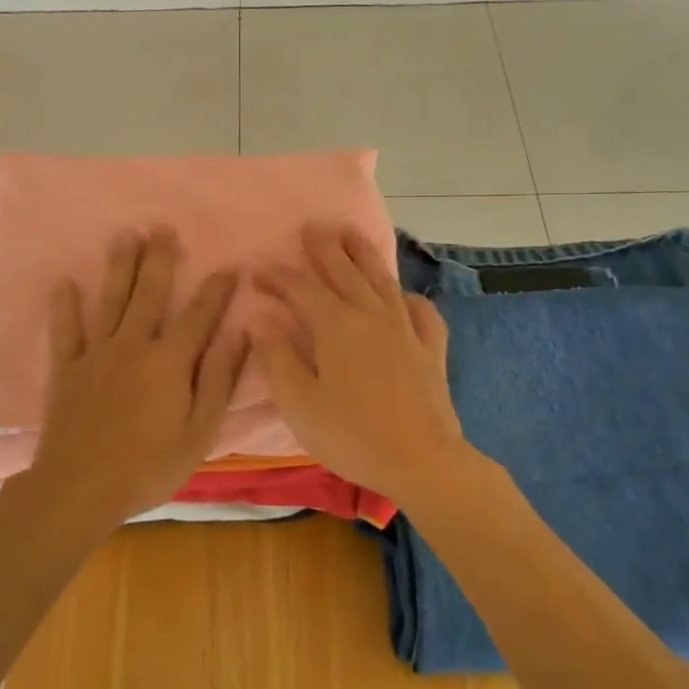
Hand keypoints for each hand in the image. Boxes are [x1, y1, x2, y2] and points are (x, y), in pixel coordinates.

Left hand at [13, 228, 247, 531]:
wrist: (80, 489)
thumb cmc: (149, 466)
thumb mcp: (200, 431)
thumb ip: (219, 380)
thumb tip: (239, 334)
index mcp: (169, 362)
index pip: (199, 316)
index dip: (216, 291)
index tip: (229, 266)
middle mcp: (133, 346)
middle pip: (150, 294)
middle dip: (160, 260)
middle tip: (163, 228)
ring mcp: (96, 355)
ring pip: (110, 301)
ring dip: (119, 267)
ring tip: (125, 236)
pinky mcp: (66, 370)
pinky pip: (65, 331)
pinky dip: (64, 307)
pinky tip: (64, 284)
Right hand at [254, 226, 474, 507]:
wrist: (422, 461)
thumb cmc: (351, 435)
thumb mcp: (299, 403)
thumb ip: (278, 358)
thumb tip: (261, 320)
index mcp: (336, 326)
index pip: (301, 289)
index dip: (278, 276)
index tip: (257, 268)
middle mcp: (372, 316)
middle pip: (345, 271)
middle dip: (324, 248)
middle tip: (310, 227)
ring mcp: (406, 330)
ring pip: (382, 280)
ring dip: (364, 254)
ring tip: (351, 234)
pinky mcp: (431, 349)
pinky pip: (422, 312)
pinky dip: (411, 298)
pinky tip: (405, 297)